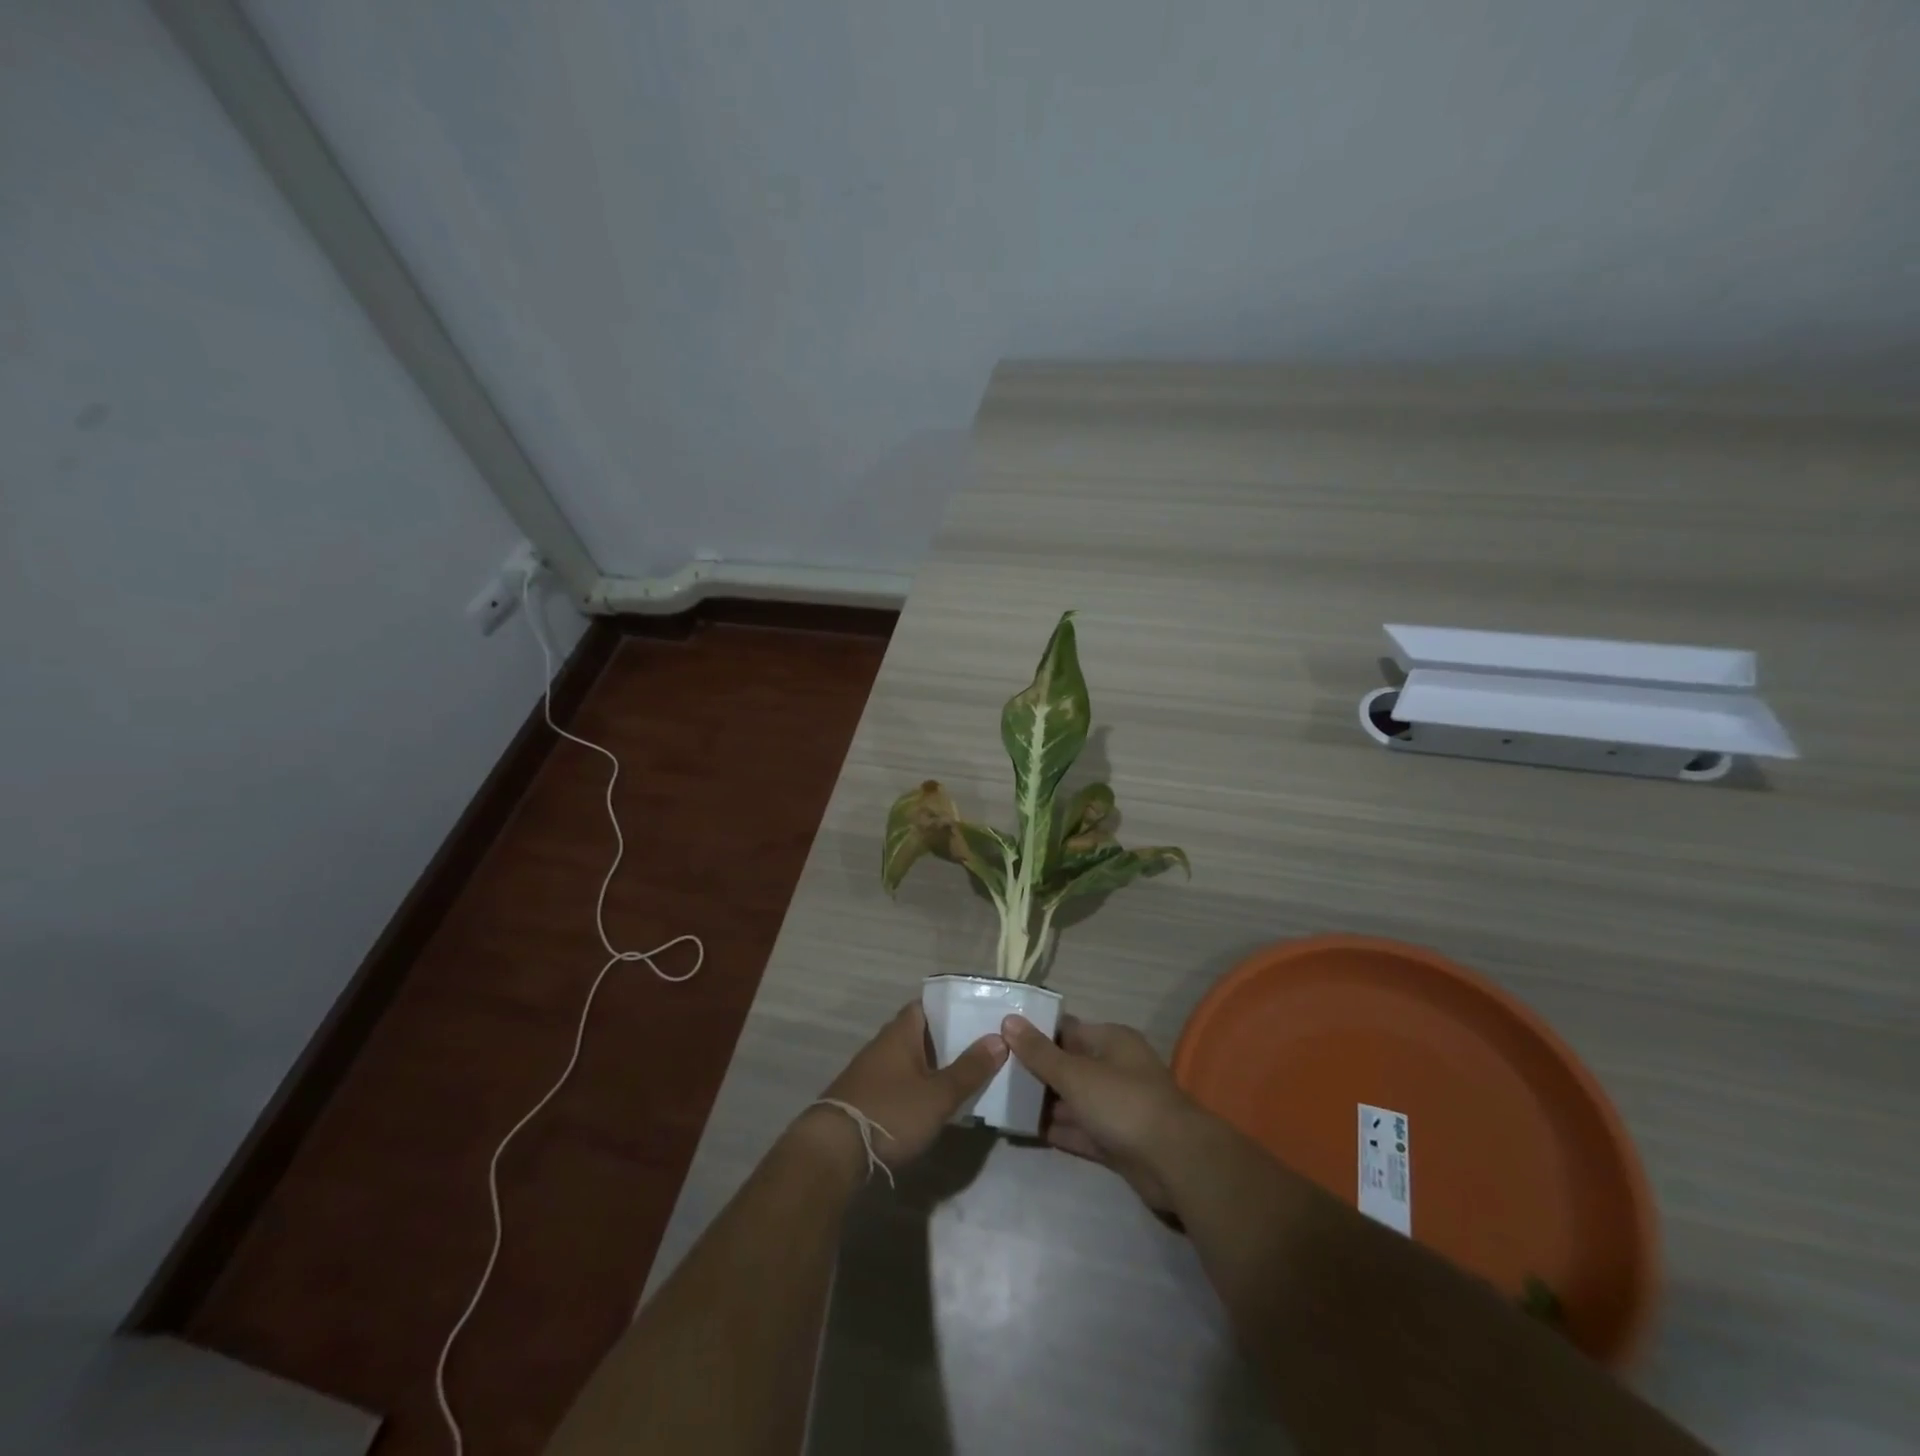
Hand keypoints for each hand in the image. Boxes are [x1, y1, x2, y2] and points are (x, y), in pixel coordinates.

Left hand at [794, 1002, 1007, 1176]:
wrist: (833, 1152)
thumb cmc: (890, 1112)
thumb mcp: (938, 1095)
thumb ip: (969, 1069)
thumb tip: (999, 1038)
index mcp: (900, 1033)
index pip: (925, 1006)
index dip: (950, 1008)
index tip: (976, 1015)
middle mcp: (883, 1045)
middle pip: (919, 1033)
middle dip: (947, 1040)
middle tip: (981, 1048)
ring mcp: (870, 1073)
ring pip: (909, 1059)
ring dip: (932, 1065)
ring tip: (965, 1076)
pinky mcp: (864, 1099)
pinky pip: (898, 1082)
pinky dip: (917, 1086)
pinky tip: (933, 1103)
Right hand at [1001, 1013, 1197, 1213]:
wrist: (1175, 1163)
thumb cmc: (1123, 1103)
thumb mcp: (1075, 1074)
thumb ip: (1040, 1052)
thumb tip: (1009, 1021)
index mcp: (1111, 1041)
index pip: (1066, 1030)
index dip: (1035, 1033)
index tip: (1000, 1038)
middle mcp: (1115, 1068)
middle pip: (1068, 1065)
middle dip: (1036, 1071)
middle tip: (994, 1073)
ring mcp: (1116, 1107)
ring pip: (1073, 1100)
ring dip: (1044, 1103)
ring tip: (1002, 1103)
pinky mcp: (1116, 1141)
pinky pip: (1080, 1130)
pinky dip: (1058, 1130)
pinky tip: (1026, 1131)